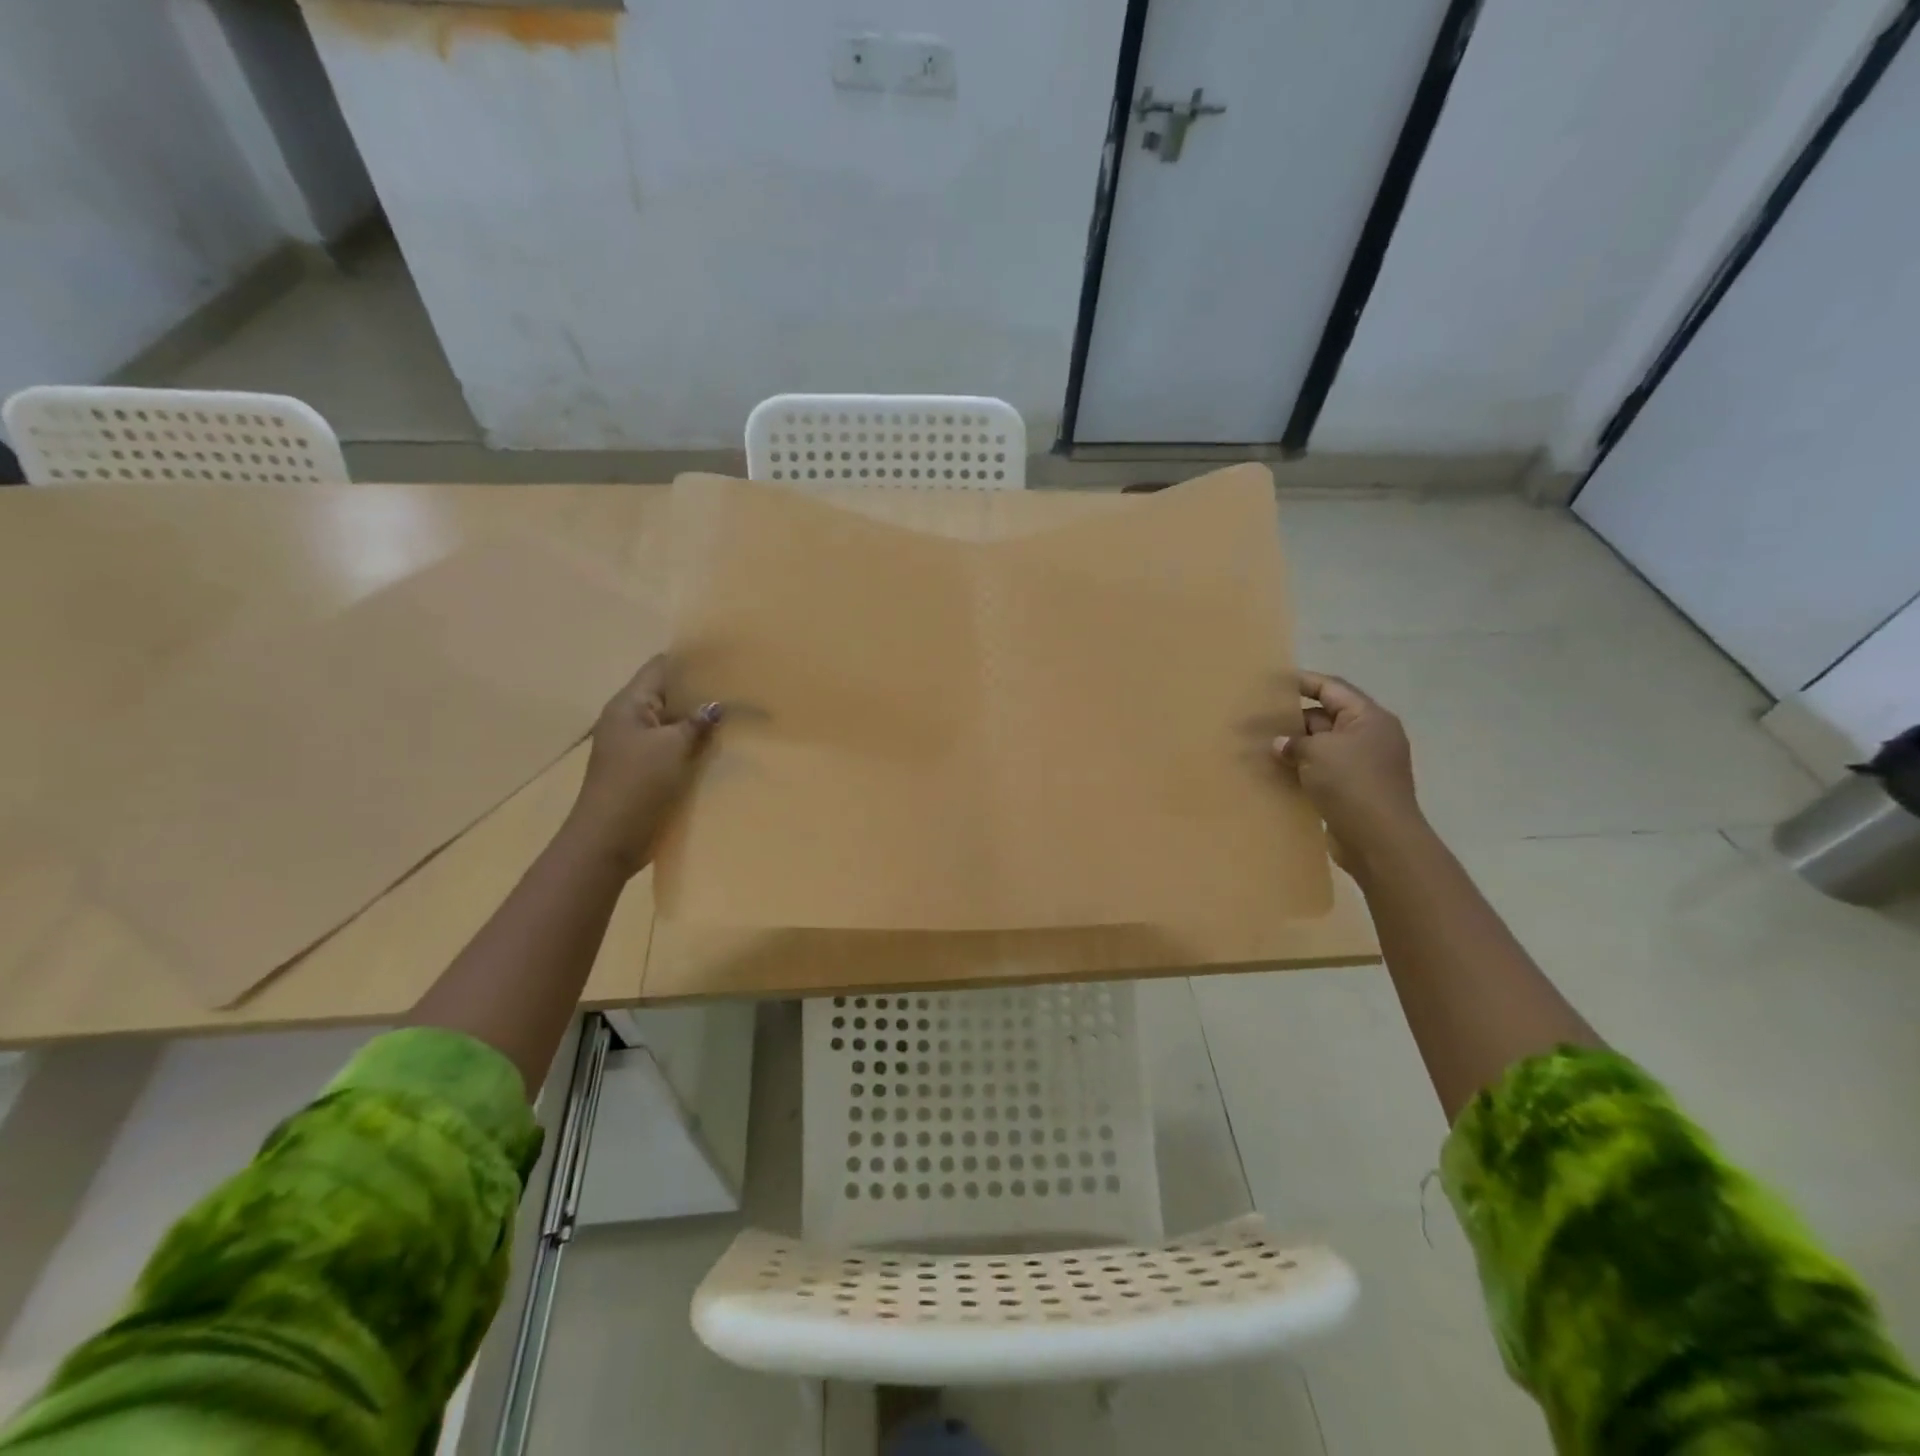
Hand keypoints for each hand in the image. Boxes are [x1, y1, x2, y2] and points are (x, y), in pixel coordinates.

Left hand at [563, 655, 720, 877]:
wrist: (609, 840)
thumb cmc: (636, 785)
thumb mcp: (671, 747)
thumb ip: (696, 723)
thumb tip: (716, 706)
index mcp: (629, 705)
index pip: (661, 667)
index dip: (692, 660)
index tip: (727, 659)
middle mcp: (631, 720)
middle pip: (670, 695)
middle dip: (703, 692)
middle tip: (743, 688)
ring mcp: (638, 748)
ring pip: (676, 725)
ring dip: (702, 723)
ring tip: (742, 716)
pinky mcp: (647, 772)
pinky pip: (676, 750)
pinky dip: (697, 748)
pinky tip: (725, 750)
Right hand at [1273, 671, 1424, 874]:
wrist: (1379, 840)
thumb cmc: (1353, 783)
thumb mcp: (1318, 752)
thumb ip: (1294, 742)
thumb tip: (1280, 743)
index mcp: (1368, 718)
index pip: (1332, 689)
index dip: (1303, 682)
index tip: (1272, 682)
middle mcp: (1368, 737)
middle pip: (1324, 717)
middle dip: (1291, 719)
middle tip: (1257, 719)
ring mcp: (1361, 765)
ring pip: (1320, 747)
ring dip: (1293, 747)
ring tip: (1259, 746)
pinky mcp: (1351, 790)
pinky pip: (1320, 771)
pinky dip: (1299, 770)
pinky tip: (1274, 773)